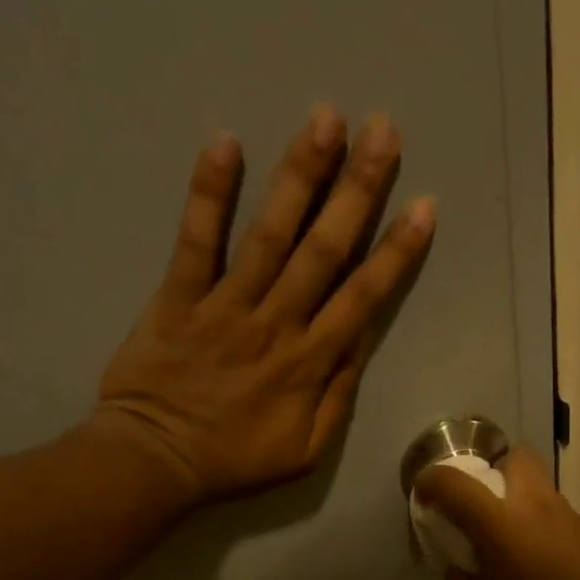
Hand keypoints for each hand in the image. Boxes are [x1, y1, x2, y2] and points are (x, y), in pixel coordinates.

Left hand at [94, 106, 434, 505]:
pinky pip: (196, 240)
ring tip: (325, 117)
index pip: (363, 297)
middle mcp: (276, 323)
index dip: (396, 251)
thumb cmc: (235, 460)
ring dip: (300, 174)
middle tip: (382, 130)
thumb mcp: (305, 451)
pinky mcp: (178, 296)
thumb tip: (358, 343)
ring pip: (270, 233)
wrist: (157, 462)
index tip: (423, 206)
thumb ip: (336, 397)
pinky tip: (226, 142)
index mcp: (310, 363)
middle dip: (357, 189)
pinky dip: (209, 193)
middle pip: (324, 249)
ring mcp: (226, 305)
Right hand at [414, 446, 579, 579]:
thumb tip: (458, 560)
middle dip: (488, 471)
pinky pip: (551, 509)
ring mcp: (569, 518)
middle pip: (514, 458)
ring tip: (500, 538)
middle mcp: (540, 509)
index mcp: (505, 528)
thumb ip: (461, 577)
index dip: (432, 482)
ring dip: (512, 496)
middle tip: (473, 509)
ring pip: (537, 482)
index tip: (424, 496)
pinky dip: (532, 518)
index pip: (457, 483)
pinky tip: (529, 557)